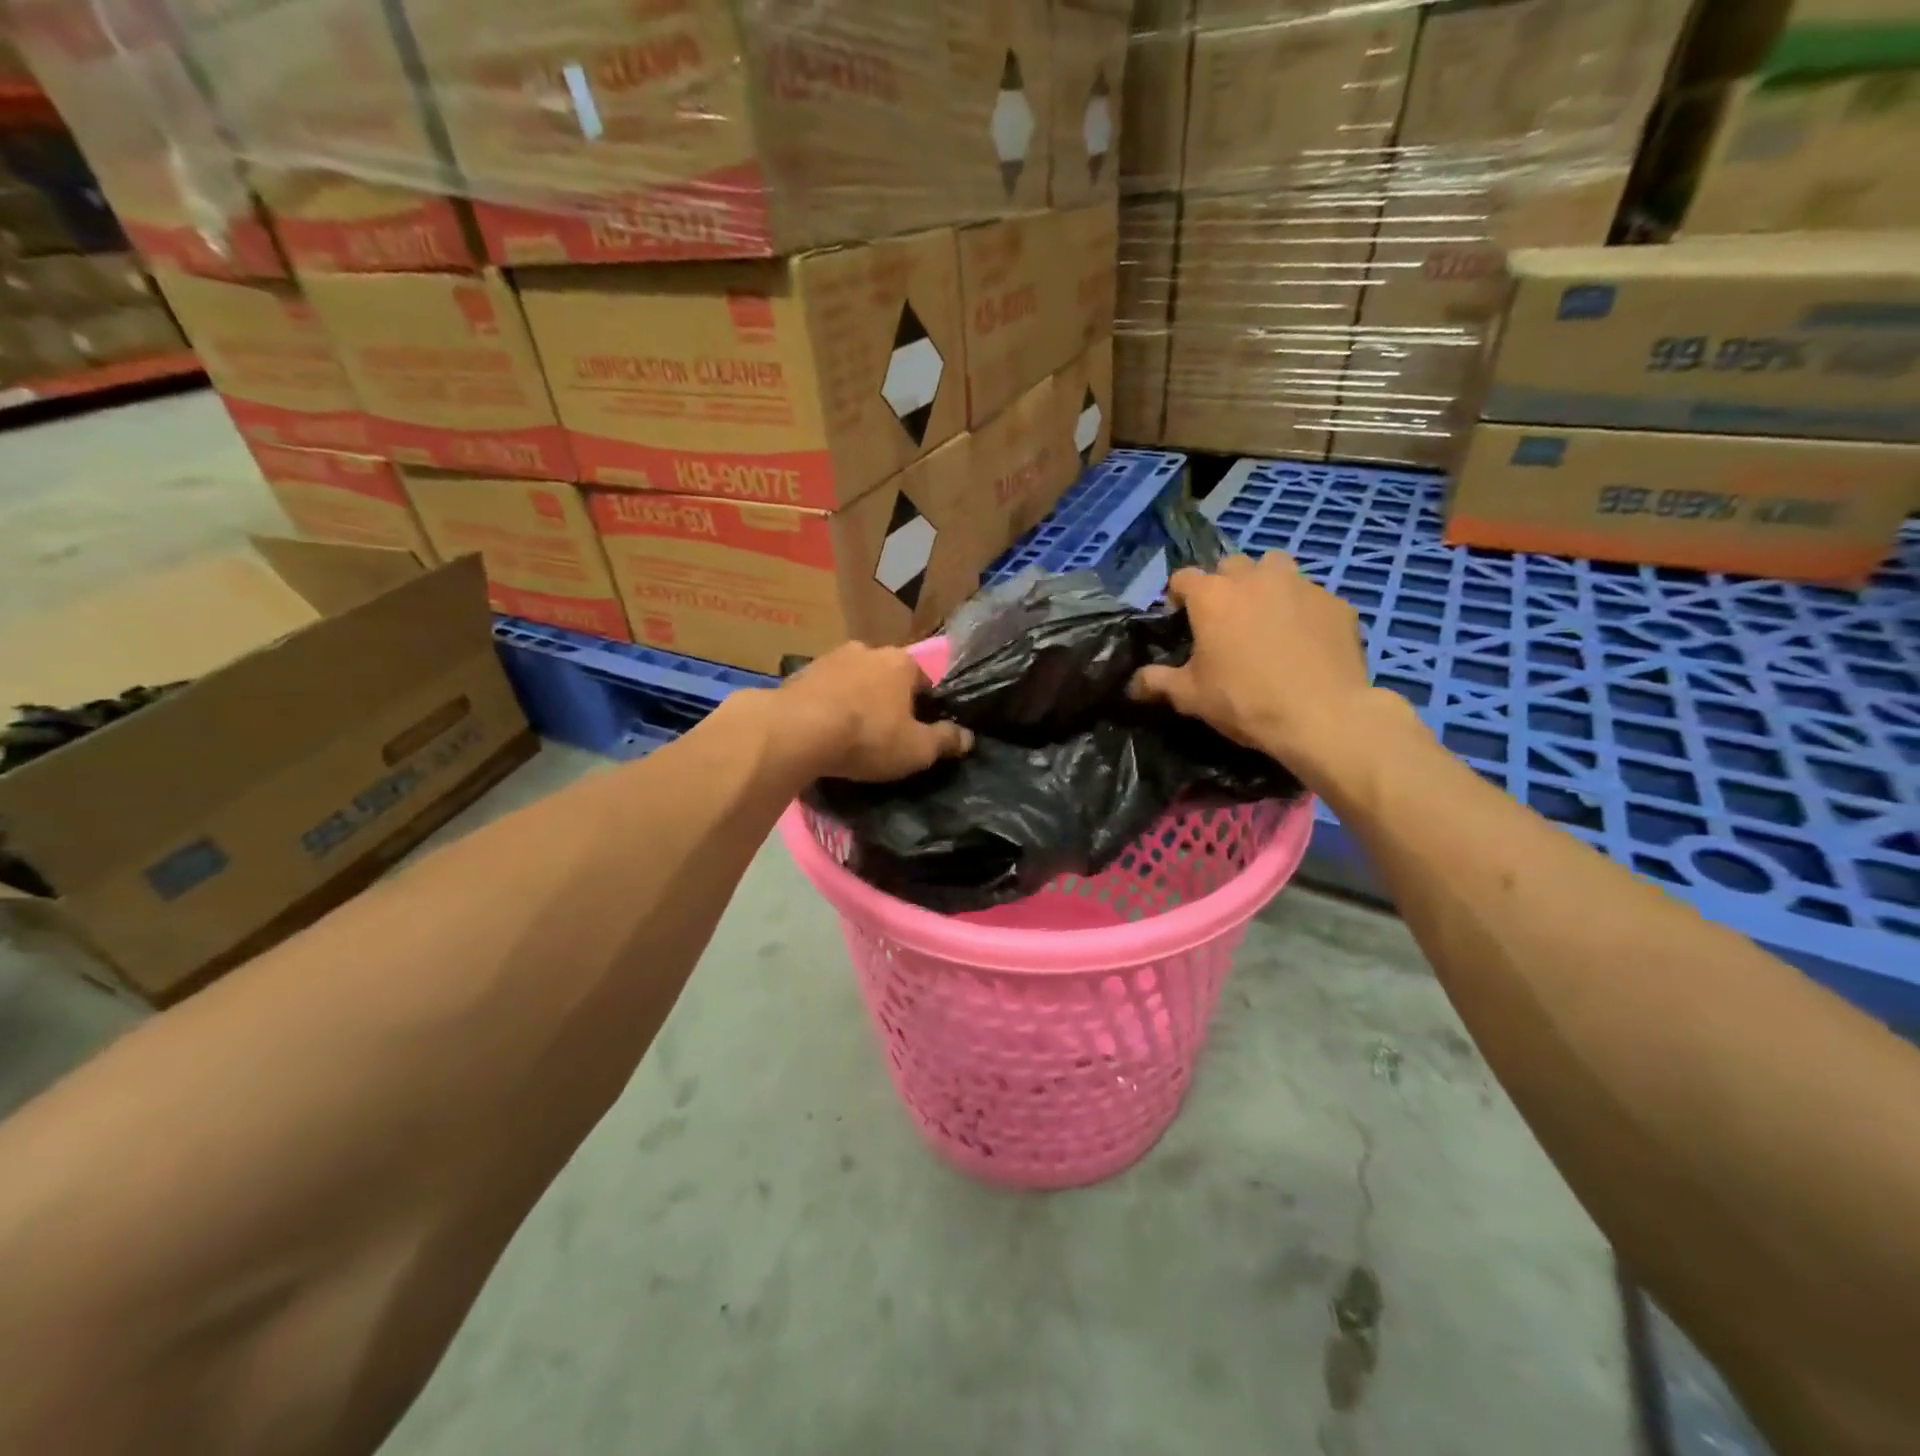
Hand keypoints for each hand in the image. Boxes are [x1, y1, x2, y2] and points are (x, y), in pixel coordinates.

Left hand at [778, 643, 973, 781]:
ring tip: (848, 733)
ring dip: (854, 699)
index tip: (916, 731)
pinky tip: (821, 730)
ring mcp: (830, 658)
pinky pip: (823, 690)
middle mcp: (868, 650)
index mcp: (902, 663)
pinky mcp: (799, 673)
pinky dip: (826, 705)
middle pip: (886, 677)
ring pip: (853, 680)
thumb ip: (945, 741)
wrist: (796, 730)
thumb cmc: (867, 737)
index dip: (923, 707)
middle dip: (886, 699)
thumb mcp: (917, 749)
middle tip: (882, 733)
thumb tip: (968, 737)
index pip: (923, 681)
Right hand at [1130, 554, 1376, 770]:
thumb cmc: (1244, 701)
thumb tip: (1131, 684)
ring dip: (1265, 583)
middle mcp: (1254, 578)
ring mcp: (1300, 585)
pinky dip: (1302, 610)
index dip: (1177, 596)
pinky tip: (1304, 640)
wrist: (1322, 715)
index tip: (1180, 619)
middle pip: (1230, 565)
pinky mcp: (1335, 603)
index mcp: (1213, 596)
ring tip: (1266, 616)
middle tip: (1225, 619)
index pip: (1183, 577)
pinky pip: (1311, 596)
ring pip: (1275, 567)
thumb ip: (1157, 682)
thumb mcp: (1190, 696)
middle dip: (1223, 585)